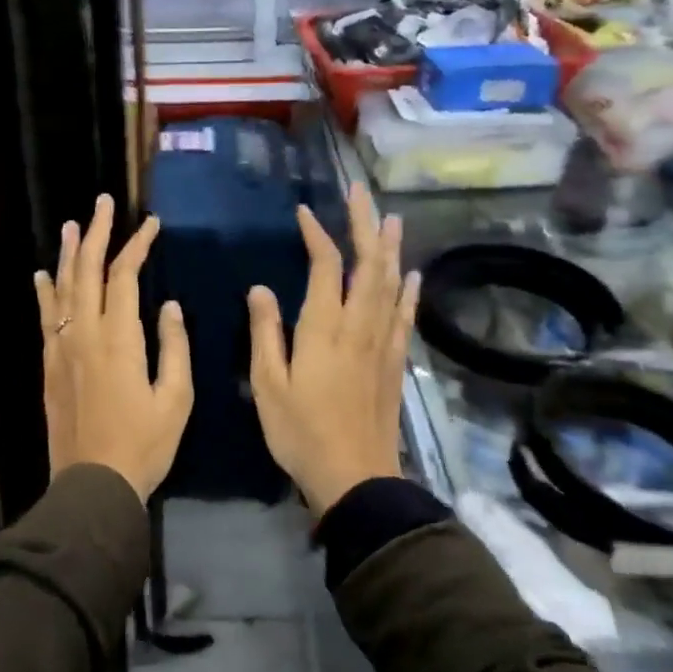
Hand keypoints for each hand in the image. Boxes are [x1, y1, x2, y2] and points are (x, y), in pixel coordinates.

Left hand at [34, 195, 191, 502]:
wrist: (94, 483)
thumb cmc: (144, 444)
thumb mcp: (176, 399)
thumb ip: (174, 347)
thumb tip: (169, 306)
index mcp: (119, 338)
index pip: (124, 276)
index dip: (137, 246)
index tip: (151, 224)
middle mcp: (83, 333)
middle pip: (87, 271)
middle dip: (97, 234)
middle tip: (103, 203)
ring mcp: (61, 348)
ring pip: (62, 289)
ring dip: (69, 254)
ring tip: (72, 225)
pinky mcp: (48, 365)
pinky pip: (44, 317)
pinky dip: (44, 292)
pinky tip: (43, 274)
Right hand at [247, 184, 419, 515]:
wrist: (355, 478)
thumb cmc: (301, 432)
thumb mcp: (268, 384)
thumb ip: (265, 332)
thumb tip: (260, 288)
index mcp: (324, 328)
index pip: (326, 267)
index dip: (317, 235)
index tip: (304, 212)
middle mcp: (359, 327)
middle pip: (367, 264)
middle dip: (364, 225)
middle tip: (360, 193)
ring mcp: (382, 344)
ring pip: (390, 284)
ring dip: (390, 248)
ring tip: (391, 218)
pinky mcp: (395, 363)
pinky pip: (404, 317)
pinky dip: (408, 291)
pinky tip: (412, 275)